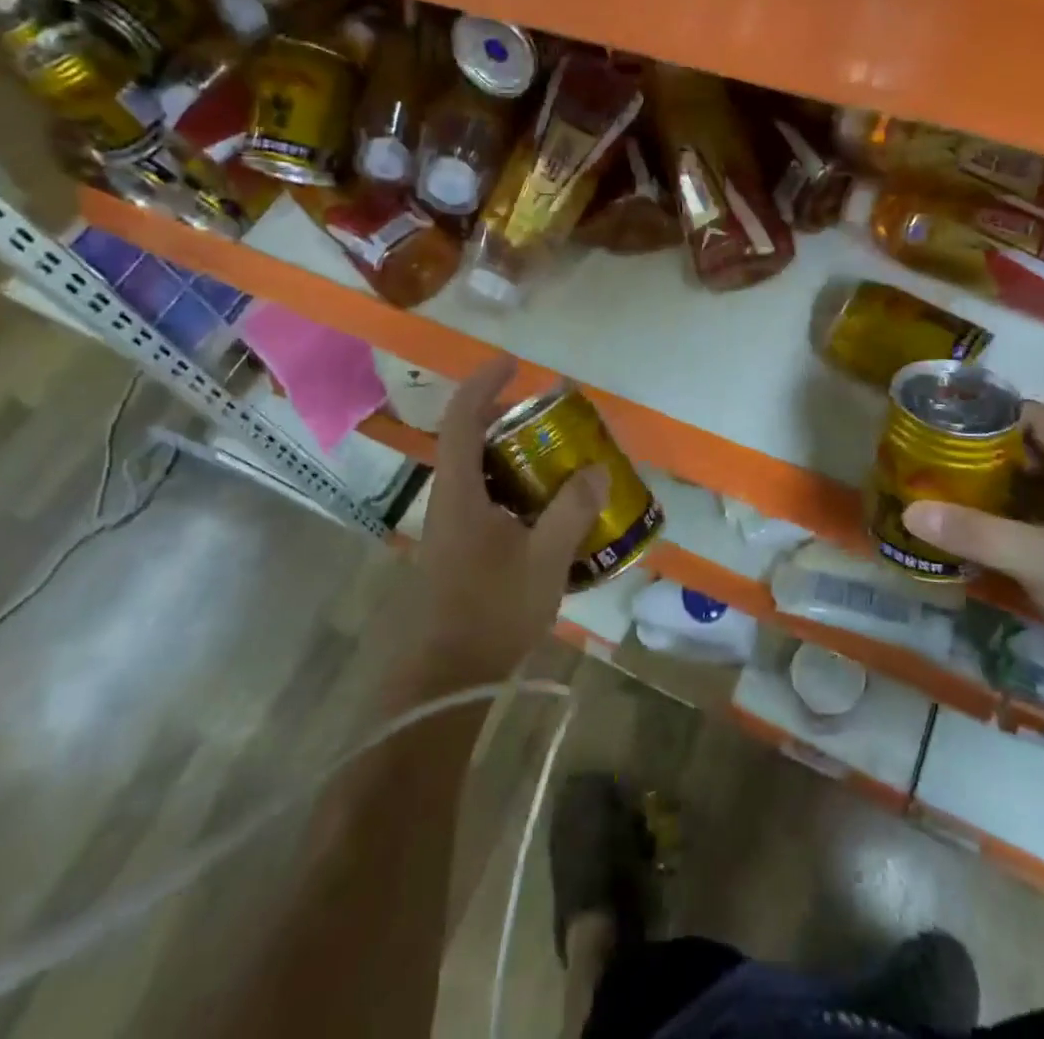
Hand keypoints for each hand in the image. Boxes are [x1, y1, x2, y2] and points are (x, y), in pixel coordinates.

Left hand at [395, 355, 607, 691]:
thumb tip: (596, 469)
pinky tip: (550, 510)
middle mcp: (450, 500)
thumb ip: (572, 510)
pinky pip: (488, 500)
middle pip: (469, 439)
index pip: (461, 418)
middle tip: (551, 415)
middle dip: (507, 417)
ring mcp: (453, 526)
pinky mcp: (461, 549)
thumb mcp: (544, 558)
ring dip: (514, 454)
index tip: (515, 364)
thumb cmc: (491, 611)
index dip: (484, 384)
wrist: (447, 679)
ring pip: (480, 471)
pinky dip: (516, 488)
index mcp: (460, 492)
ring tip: (559, 456)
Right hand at [902, 402, 1043, 716]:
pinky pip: (1033, 520)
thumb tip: (910, 511)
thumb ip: (976, 533)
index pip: (1029, 416)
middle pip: (1024, 451)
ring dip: (986, 490)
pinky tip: (967, 533)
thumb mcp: (1042, 561)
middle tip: (923, 462)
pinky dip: (1001, 520)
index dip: (984, 414)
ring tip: (933, 492)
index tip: (936, 424)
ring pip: (1027, 488)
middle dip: (976, 455)